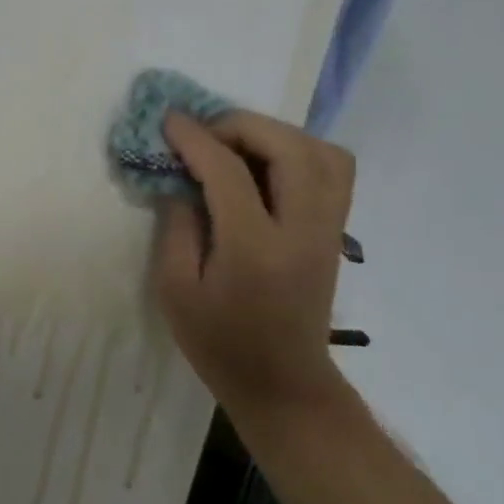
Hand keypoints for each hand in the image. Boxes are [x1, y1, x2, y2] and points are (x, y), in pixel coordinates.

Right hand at [151, 111, 354, 418]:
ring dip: (274, 134)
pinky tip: (263, 165)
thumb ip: (176, 226)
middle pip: (289, 148)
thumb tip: (179, 179)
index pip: (228, 171)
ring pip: (321, 152)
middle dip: (240, 125)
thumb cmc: (218, 341)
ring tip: (234, 145)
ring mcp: (328, 231)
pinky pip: (333, 170)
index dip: (195, 138)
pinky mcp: (335, 233)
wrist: (282, 384)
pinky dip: (298, 151)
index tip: (168, 119)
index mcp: (256, 249)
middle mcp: (302, 232)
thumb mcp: (175, 288)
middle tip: (203, 133)